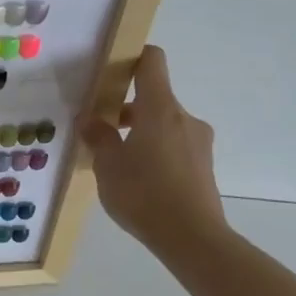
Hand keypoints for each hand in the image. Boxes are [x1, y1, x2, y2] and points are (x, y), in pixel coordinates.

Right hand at [79, 45, 226, 251]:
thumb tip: (92, 120)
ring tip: (115, 161)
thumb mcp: (107, 164)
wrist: (192, 239)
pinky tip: (136, 180)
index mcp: (160, 109)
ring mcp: (198, 143)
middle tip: (99, 129)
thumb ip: (98, 136)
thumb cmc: (143, 192)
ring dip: (139, 134)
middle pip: (153, 98)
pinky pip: (173, 147)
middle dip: (125, 110)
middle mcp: (184, 118)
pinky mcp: (203, 167)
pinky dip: (154, 152)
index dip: (132, 57)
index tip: (110, 68)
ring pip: (162, 125)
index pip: (152, 62)